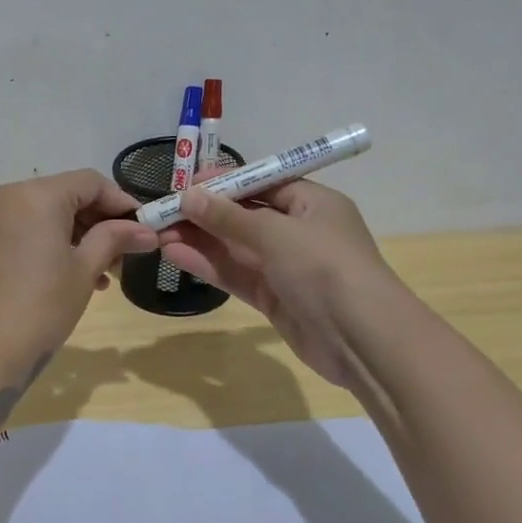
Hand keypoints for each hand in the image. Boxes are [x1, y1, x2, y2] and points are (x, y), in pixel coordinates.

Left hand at [0, 169, 157, 421]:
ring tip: (104, 274)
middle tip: (126, 256)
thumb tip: (147, 231)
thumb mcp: (83, 271)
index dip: (122, 203)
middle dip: (101, 222)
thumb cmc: (39, 307)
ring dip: (81, 237)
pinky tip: (76, 276)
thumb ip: (114, 240)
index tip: (145, 230)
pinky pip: (29, 230)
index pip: (91, 182)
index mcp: (37, 195)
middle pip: (69, 195)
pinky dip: (55, 244)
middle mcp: (11, 195)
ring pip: (50, 214)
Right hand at [156, 178, 394, 387]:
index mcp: (312, 203)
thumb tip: (189, 196)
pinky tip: (175, 255)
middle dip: (205, 213)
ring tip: (159, 233)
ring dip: (200, 239)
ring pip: (236, 247)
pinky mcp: (274, 298)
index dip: (224, 183)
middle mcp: (299, 231)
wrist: (362, 339)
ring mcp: (286, 267)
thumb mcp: (276, 234)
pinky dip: (208, 265)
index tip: (185, 184)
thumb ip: (229, 217)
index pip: (262, 183)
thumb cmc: (325, 268)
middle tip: (163, 211)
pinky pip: (236, 274)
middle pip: (244, 215)